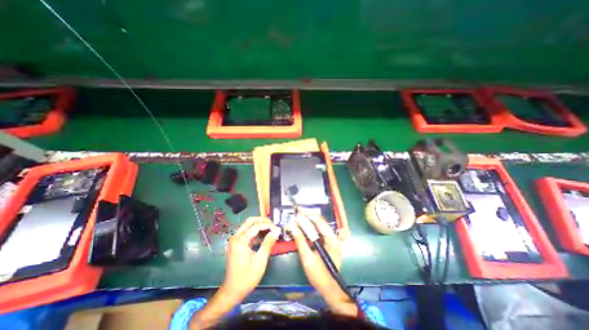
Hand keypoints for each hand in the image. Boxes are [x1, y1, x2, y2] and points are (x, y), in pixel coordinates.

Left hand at [220, 215, 279, 299]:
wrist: (232, 291)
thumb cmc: (247, 277)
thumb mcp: (260, 260)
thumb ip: (268, 243)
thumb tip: (277, 230)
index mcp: (240, 241)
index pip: (256, 226)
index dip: (269, 225)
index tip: (278, 228)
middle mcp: (236, 237)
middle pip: (250, 221)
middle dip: (263, 221)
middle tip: (274, 225)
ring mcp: (235, 240)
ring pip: (248, 225)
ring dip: (259, 224)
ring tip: (271, 228)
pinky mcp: (236, 243)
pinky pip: (246, 232)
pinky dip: (255, 230)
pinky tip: (264, 235)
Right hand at [288, 211, 356, 317]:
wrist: (329, 289)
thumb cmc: (319, 275)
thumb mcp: (307, 258)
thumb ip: (300, 241)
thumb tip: (292, 226)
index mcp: (332, 239)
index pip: (319, 221)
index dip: (307, 214)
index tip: (297, 210)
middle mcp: (333, 236)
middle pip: (320, 221)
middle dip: (307, 215)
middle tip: (296, 211)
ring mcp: (331, 238)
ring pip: (319, 224)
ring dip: (308, 219)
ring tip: (298, 215)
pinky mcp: (328, 242)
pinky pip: (318, 230)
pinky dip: (310, 226)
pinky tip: (303, 224)